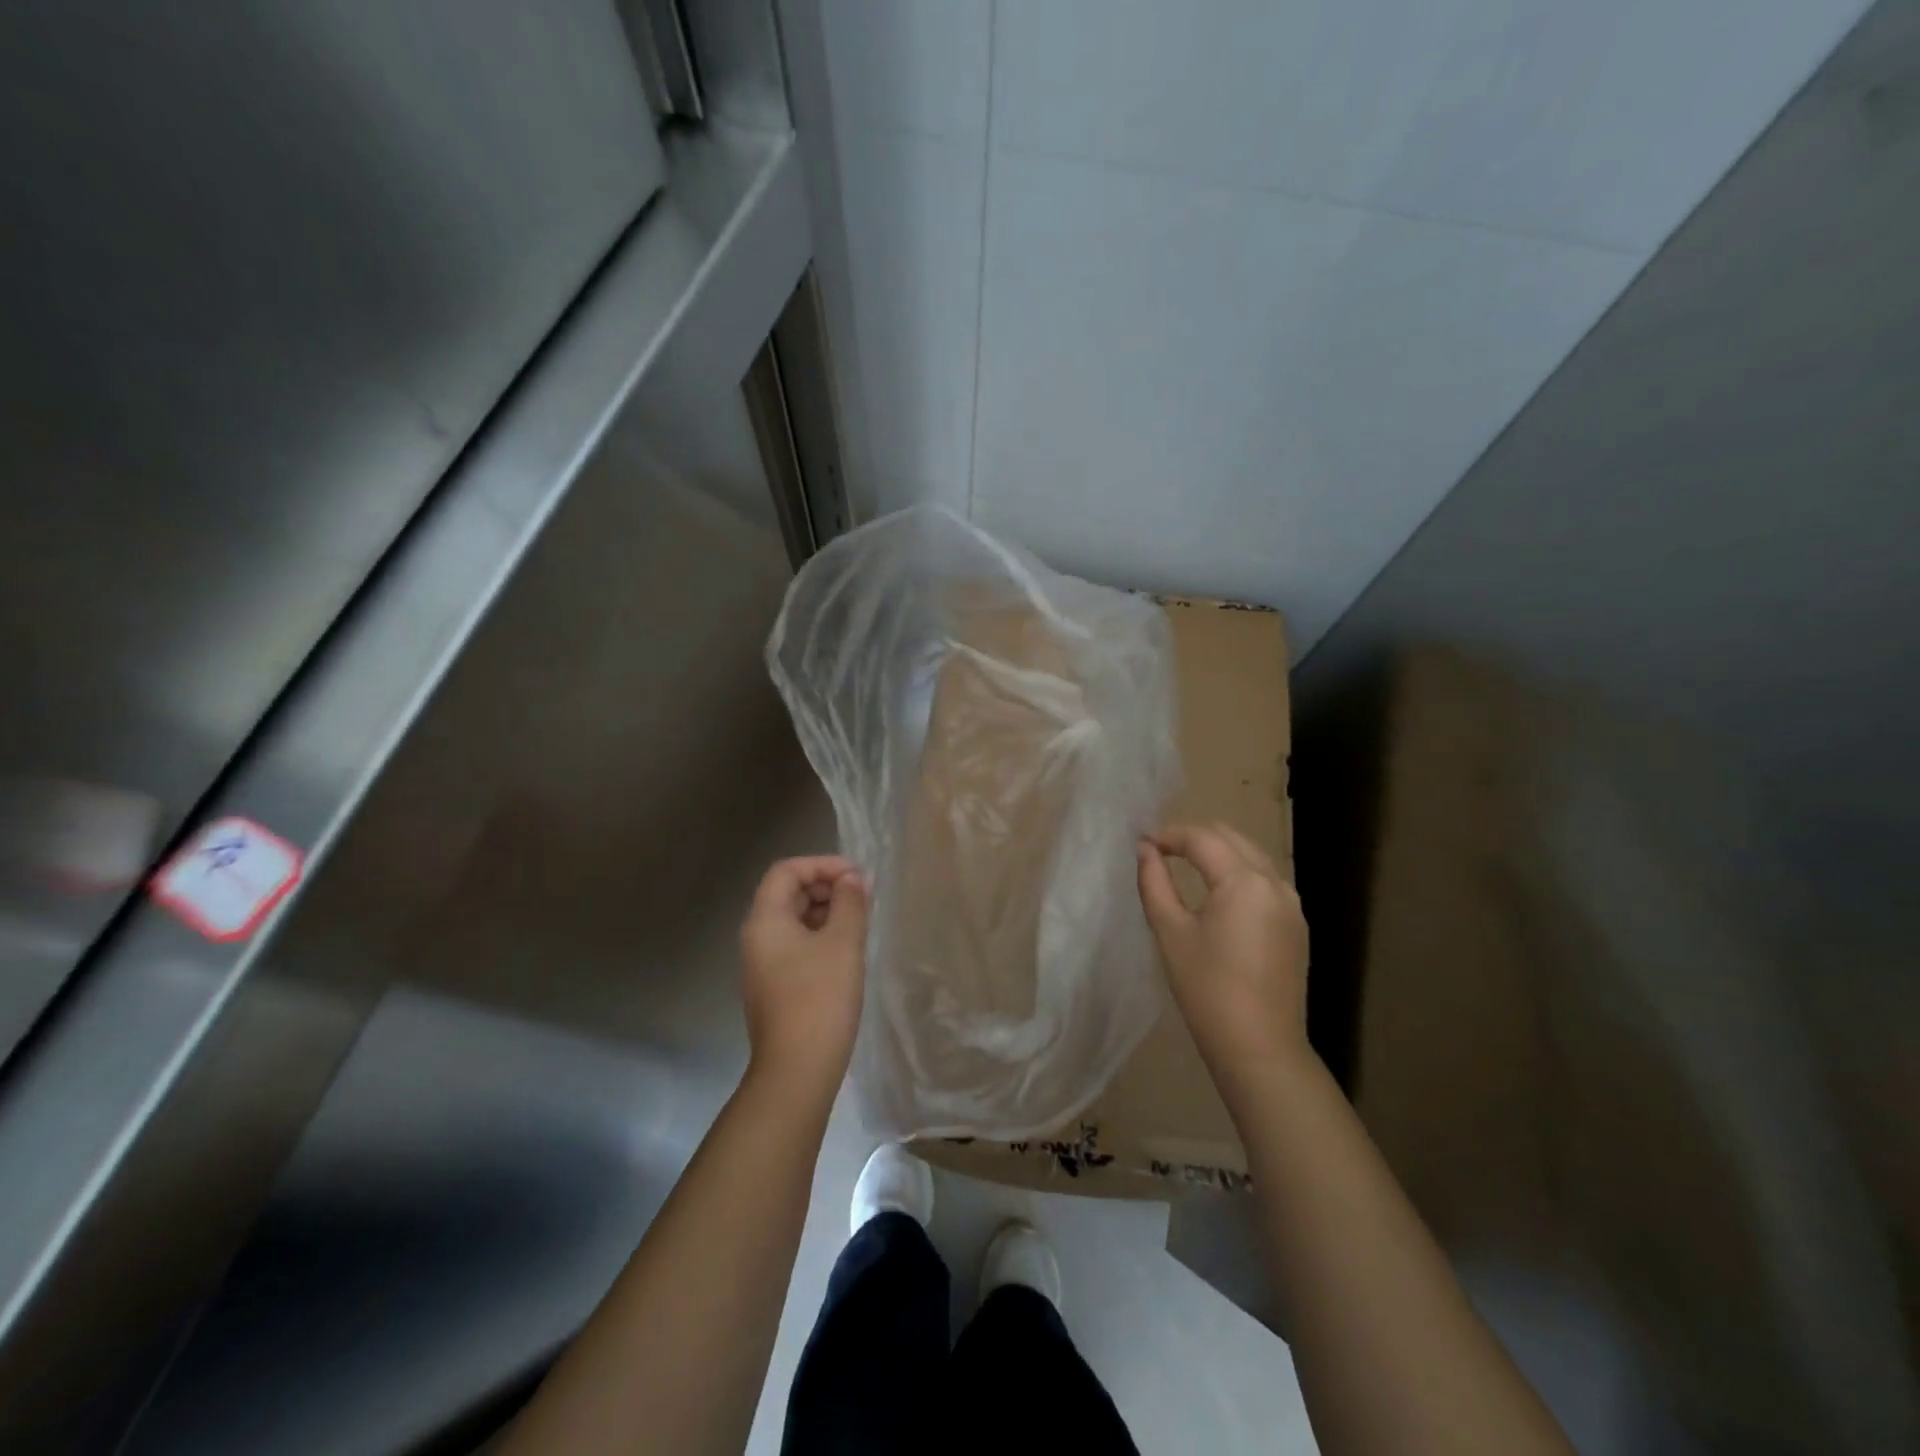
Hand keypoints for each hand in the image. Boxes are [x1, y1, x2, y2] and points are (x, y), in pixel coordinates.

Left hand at [739, 855, 868, 1094]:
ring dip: (827, 912)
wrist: (797, 1070)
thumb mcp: (843, 943)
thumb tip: (853, 879)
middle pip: (788, 893)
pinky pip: (796, 945)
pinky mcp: (775, 986)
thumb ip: (849, 903)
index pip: (787, 870)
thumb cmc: (820, 998)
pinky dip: (821, 936)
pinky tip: (848, 950)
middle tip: (864, 897)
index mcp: (765, 920)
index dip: (823, 865)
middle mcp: (757, 937)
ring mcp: (763, 964)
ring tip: (861, 921)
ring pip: (794, 920)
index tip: (857, 877)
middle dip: (827, 886)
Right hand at [1137, 822, 1310, 1077]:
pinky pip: (1264, 881)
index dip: (1168, 835)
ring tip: (1184, 864)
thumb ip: (1154, 882)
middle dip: (1194, 836)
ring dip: (1218, 852)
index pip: (1202, 838)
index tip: (1142, 842)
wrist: (1259, 1047)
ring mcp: (1292, 904)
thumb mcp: (1170, 931)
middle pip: (1231, 837)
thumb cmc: (1206, 989)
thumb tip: (1145, 849)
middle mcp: (1275, 883)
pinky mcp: (1296, 925)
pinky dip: (1237, 873)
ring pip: (1251, 856)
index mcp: (1244, 881)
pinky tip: (1216, 892)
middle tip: (1160, 849)